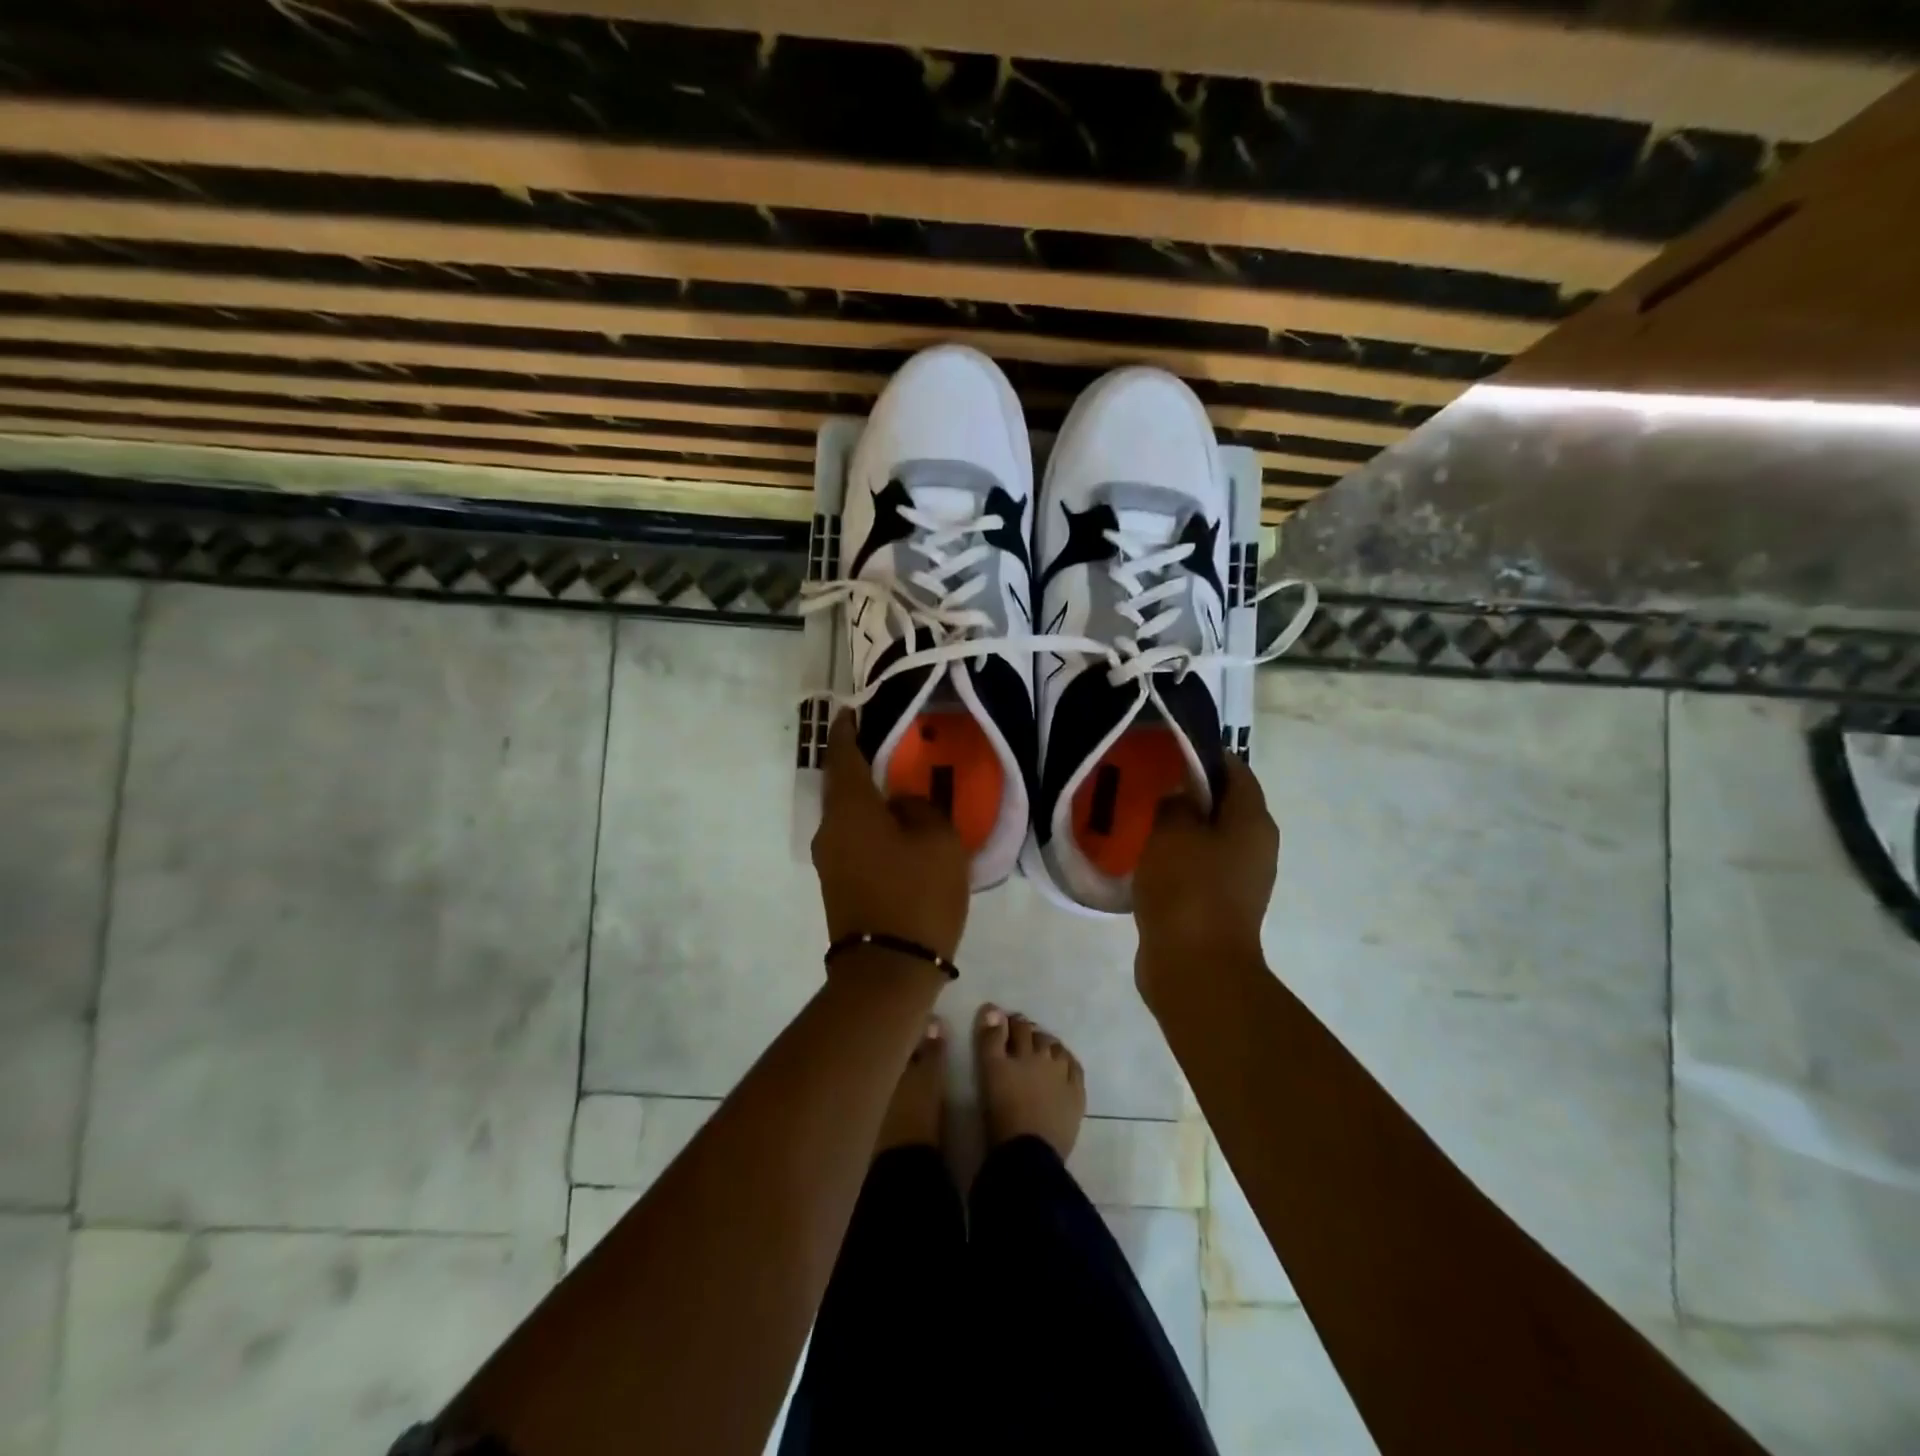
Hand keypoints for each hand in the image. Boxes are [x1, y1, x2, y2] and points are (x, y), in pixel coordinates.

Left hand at [810, 710, 970, 960]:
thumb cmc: (916, 895)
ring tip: (902, 790)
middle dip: (862, 763)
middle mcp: (830, 829)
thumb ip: (920, 808)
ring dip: (869, 799)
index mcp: (850, 809)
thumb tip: (902, 805)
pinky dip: (871, 826)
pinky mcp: (838, 884)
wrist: (888, 971)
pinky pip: (854, 840)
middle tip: (891, 748)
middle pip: (842, 785)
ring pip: (849, 815)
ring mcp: (830, 860)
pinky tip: (899, 830)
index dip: (848, 729)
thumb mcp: (939, 840)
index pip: (842, 754)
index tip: (854, 709)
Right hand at [1133, 756, 1276, 998]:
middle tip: (1147, 782)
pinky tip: (1143, 858)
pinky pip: (1196, 868)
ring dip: (1178, 827)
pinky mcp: (1217, 906)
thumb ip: (1176, 801)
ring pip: (1208, 838)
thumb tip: (1179, 793)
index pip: (1235, 770)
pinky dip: (1175, 858)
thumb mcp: (1173, 831)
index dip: (1203, 755)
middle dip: (1187, 791)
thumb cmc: (1188, 889)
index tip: (1166, 749)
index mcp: (1253, 822)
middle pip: (1223, 805)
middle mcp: (1254, 847)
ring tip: (1138, 817)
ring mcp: (1238, 881)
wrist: (1195, 968)